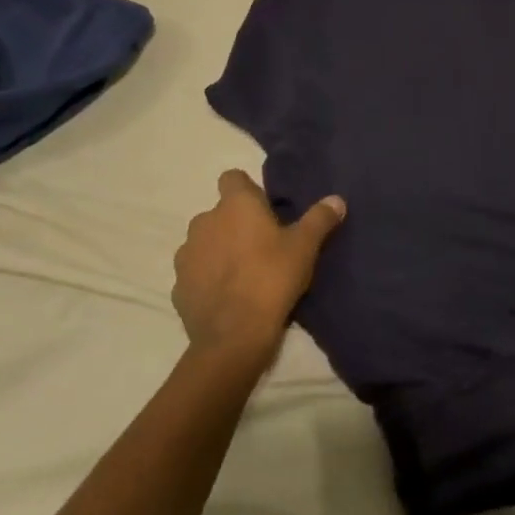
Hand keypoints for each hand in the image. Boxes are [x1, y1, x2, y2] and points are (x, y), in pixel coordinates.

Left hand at [173, 170, 345, 359]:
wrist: (233, 336)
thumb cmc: (272, 278)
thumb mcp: (305, 247)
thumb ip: (319, 219)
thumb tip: (337, 199)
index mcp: (234, 205)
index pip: (232, 178)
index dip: (248, 190)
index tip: (266, 210)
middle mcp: (204, 221)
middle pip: (220, 213)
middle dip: (236, 224)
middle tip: (263, 245)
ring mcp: (186, 254)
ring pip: (205, 242)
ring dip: (220, 250)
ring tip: (244, 273)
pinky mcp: (178, 286)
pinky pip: (196, 273)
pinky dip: (208, 279)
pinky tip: (228, 297)